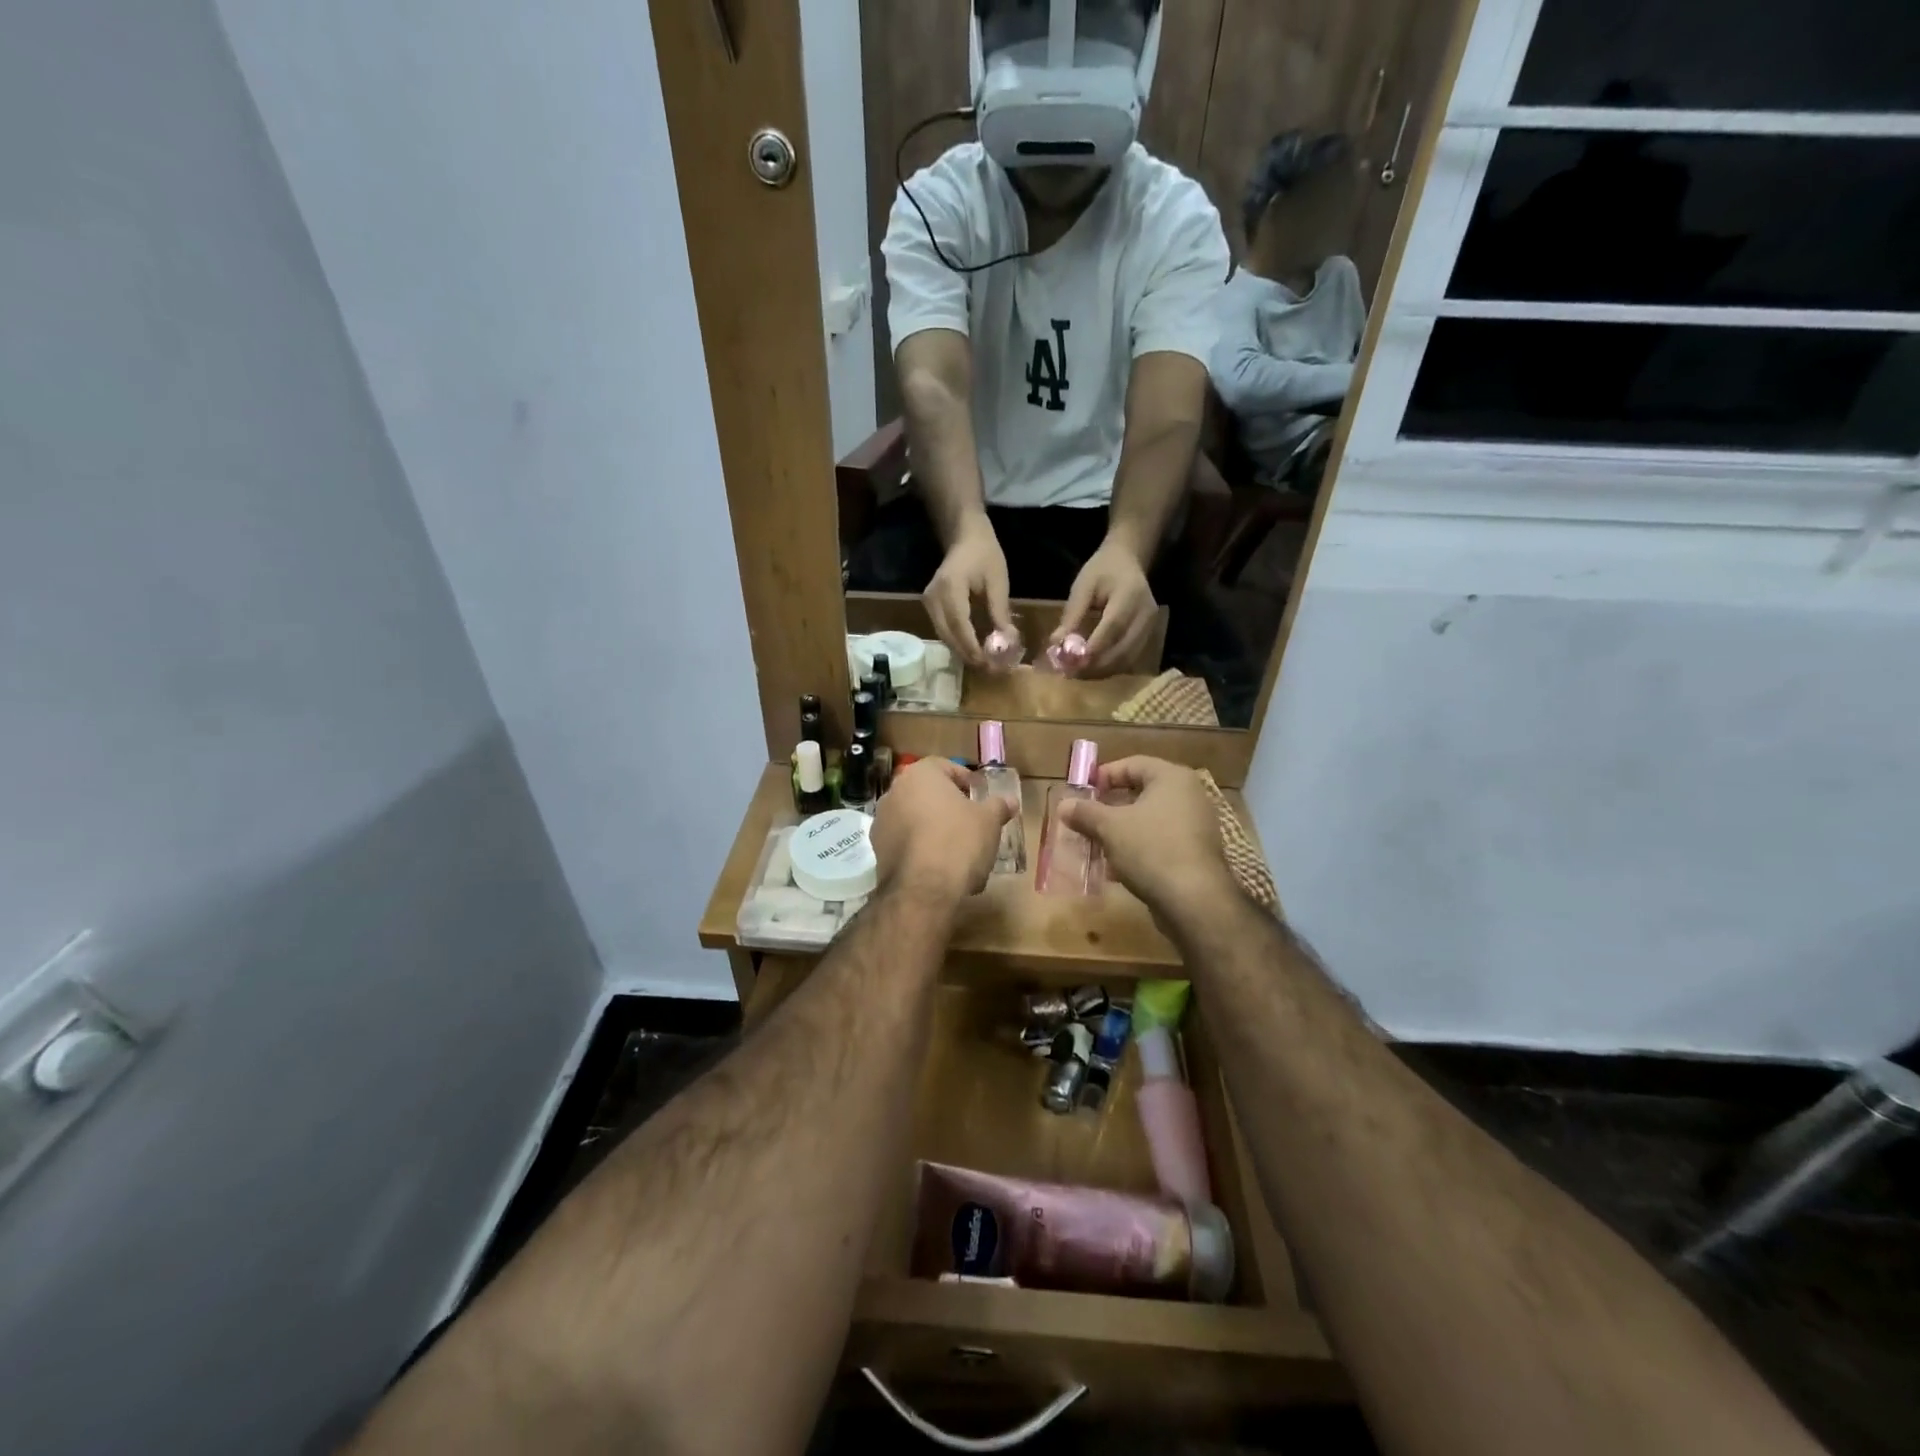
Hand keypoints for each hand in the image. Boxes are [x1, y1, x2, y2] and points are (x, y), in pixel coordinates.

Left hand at [870, 758, 1015, 903]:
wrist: (924, 889)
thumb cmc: (959, 841)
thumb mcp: (989, 821)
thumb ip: (998, 806)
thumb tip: (1009, 801)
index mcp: (920, 774)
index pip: (945, 767)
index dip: (965, 781)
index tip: (979, 798)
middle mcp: (894, 792)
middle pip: (927, 793)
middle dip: (948, 806)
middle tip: (971, 823)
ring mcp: (882, 821)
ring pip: (914, 818)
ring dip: (933, 828)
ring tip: (958, 851)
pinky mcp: (877, 850)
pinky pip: (905, 842)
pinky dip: (920, 849)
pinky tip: (940, 868)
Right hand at [924, 519, 1011, 669]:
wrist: (965, 535)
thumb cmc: (984, 554)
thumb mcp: (998, 581)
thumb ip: (1000, 612)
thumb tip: (1008, 641)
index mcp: (950, 588)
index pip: (959, 625)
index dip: (972, 647)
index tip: (987, 663)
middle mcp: (933, 598)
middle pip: (948, 635)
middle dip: (968, 655)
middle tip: (989, 669)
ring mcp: (928, 602)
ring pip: (944, 636)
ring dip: (962, 651)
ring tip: (984, 663)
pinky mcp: (930, 606)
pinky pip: (943, 630)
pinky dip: (957, 642)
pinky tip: (974, 649)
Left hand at [1053, 541, 1155, 676]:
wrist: (1127, 560)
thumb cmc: (1102, 570)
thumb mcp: (1083, 586)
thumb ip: (1072, 615)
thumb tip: (1056, 643)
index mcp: (1130, 595)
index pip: (1113, 626)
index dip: (1094, 648)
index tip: (1072, 663)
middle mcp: (1146, 613)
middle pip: (1124, 648)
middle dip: (1096, 665)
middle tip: (1071, 673)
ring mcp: (1151, 626)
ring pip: (1128, 658)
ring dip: (1102, 670)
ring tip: (1078, 673)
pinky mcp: (1149, 635)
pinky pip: (1130, 658)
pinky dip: (1110, 667)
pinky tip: (1092, 668)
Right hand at [1055, 757, 1236, 922]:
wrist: (1194, 900)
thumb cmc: (1151, 848)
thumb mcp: (1110, 827)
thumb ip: (1085, 812)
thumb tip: (1063, 805)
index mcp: (1172, 778)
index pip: (1132, 764)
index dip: (1104, 775)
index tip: (1082, 791)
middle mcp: (1188, 796)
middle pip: (1140, 793)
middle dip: (1109, 808)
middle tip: (1085, 819)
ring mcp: (1195, 826)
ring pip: (1148, 821)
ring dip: (1119, 831)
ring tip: (1094, 845)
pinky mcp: (1195, 854)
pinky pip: (1159, 842)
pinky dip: (1136, 849)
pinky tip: (1114, 869)